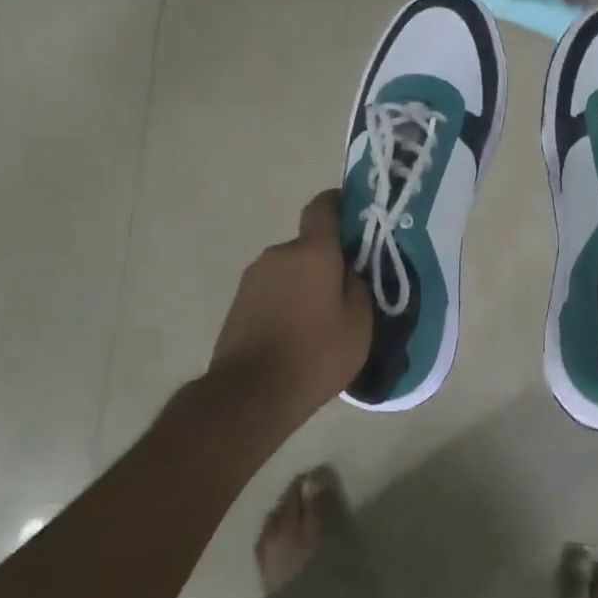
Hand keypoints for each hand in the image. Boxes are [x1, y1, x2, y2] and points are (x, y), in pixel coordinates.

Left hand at [210, 190, 373, 424]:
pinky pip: (272, 291)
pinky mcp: (238, 302)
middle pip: (309, 245)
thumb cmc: (315, 354)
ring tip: (319, 321)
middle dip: (326, 261)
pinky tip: (295, 335)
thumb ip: (358, 286)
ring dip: (304, 284)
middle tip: (345, 293)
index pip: (324, 206)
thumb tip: (349, 272)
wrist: (250, 394)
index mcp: (312, 251)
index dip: (340, 204)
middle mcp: (279, 253)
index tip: (355, 217)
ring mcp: (254, 277)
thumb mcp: (359, 323)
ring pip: (290, 270)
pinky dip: (286, 302)